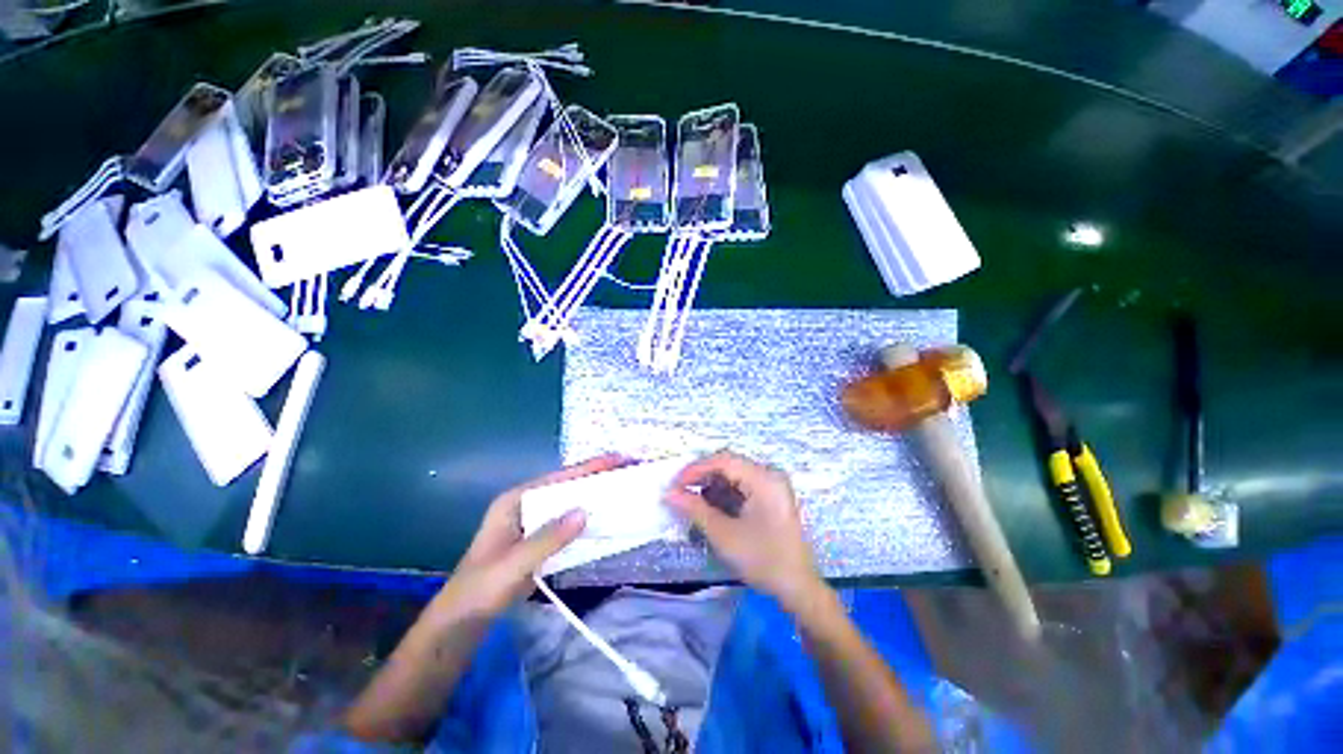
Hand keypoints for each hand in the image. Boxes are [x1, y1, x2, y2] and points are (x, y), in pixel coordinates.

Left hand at [429, 454, 625, 622]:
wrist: (460, 625)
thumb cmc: (479, 592)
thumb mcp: (512, 565)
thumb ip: (547, 539)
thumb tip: (585, 511)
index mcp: (515, 500)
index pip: (558, 478)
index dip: (589, 467)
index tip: (618, 459)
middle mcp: (527, 505)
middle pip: (568, 486)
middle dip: (597, 479)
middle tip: (628, 472)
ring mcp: (534, 523)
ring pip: (570, 504)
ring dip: (595, 498)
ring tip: (624, 490)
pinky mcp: (541, 541)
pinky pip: (569, 525)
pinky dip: (588, 520)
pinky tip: (607, 520)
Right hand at [665, 451, 822, 607]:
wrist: (797, 588)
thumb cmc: (762, 560)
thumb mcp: (724, 535)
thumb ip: (695, 509)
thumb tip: (669, 493)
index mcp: (763, 478)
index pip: (724, 461)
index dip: (696, 469)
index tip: (675, 485)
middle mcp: (769, 474)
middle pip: (729, 465)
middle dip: (702, 477)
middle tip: (680, 492)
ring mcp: (772, 485)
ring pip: (734, 475)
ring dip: (712, 485)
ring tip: (692, 502)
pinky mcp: (771, 497)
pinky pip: (743, 486)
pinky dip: (724, 494)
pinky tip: (711, 507)